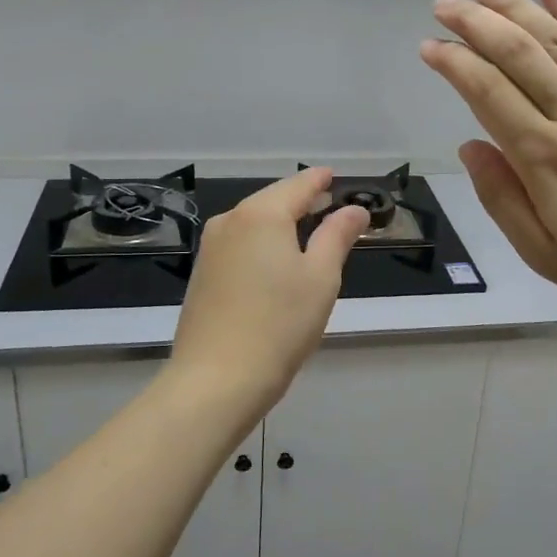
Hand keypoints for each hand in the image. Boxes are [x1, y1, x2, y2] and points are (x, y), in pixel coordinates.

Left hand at [168, 169, 368, 418]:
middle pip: (272, 200)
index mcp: (262, 214)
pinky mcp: (202, 274)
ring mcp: (210, 248)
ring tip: (307, 230)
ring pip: (253, 222)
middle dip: (300, 200)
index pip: (298, 185)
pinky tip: (276, 259)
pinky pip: (239, 243)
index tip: (334, 176)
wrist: (216, 380)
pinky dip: (262, 242)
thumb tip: (354, 209)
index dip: (320, 180)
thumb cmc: (279, 324)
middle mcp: (230, 220)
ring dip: (280, 222)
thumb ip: (337, 235)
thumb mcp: (321, 278)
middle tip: (328, 203)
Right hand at [421, 0, 556, 313]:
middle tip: (445, 3)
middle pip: (519, 54)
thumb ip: (501, 197)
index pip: (488, 92)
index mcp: (544, 157)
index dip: (455, 63)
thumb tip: (469, 146)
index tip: (430, 46)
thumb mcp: (542, 252)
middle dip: (477, 23)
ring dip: (518, 7)